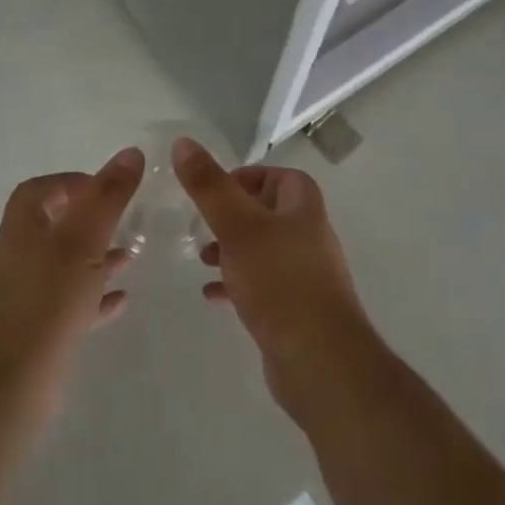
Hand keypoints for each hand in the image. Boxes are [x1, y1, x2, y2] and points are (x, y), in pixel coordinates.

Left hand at [0, 148, 142, 420]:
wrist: (7, 386)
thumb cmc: (47, 301)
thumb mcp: (84, 240)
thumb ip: (108, 196)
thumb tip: (130, 152)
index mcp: (24, 225)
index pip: (44, 188)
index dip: (75, 182)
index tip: (111, 189)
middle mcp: (20, 253)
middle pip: (57, 224)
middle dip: (93, 220)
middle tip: (128, 221)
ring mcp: (27, 294)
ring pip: (67, 264)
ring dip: (98, 257)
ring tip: (133, 256)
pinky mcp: (38, 330)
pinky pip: (71, 303)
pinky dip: (95, 296)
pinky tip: (121, 301)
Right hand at [172, 138, 380, 418]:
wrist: (320, 362)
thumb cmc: (280, 282)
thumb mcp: (237, 226)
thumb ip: (209, 186)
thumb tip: (183, 142)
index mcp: (304, 209)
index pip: (279, 177)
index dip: (248, 177)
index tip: (214, 191)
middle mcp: (309, 236)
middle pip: (269, 212)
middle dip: (233, 216)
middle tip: (202, 224)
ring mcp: (305, 276)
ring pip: (263, 250)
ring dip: (232, 250)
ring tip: (203, 258)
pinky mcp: (296, 310)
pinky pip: (262, 286)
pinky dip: (237, 284)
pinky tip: (213, 295)